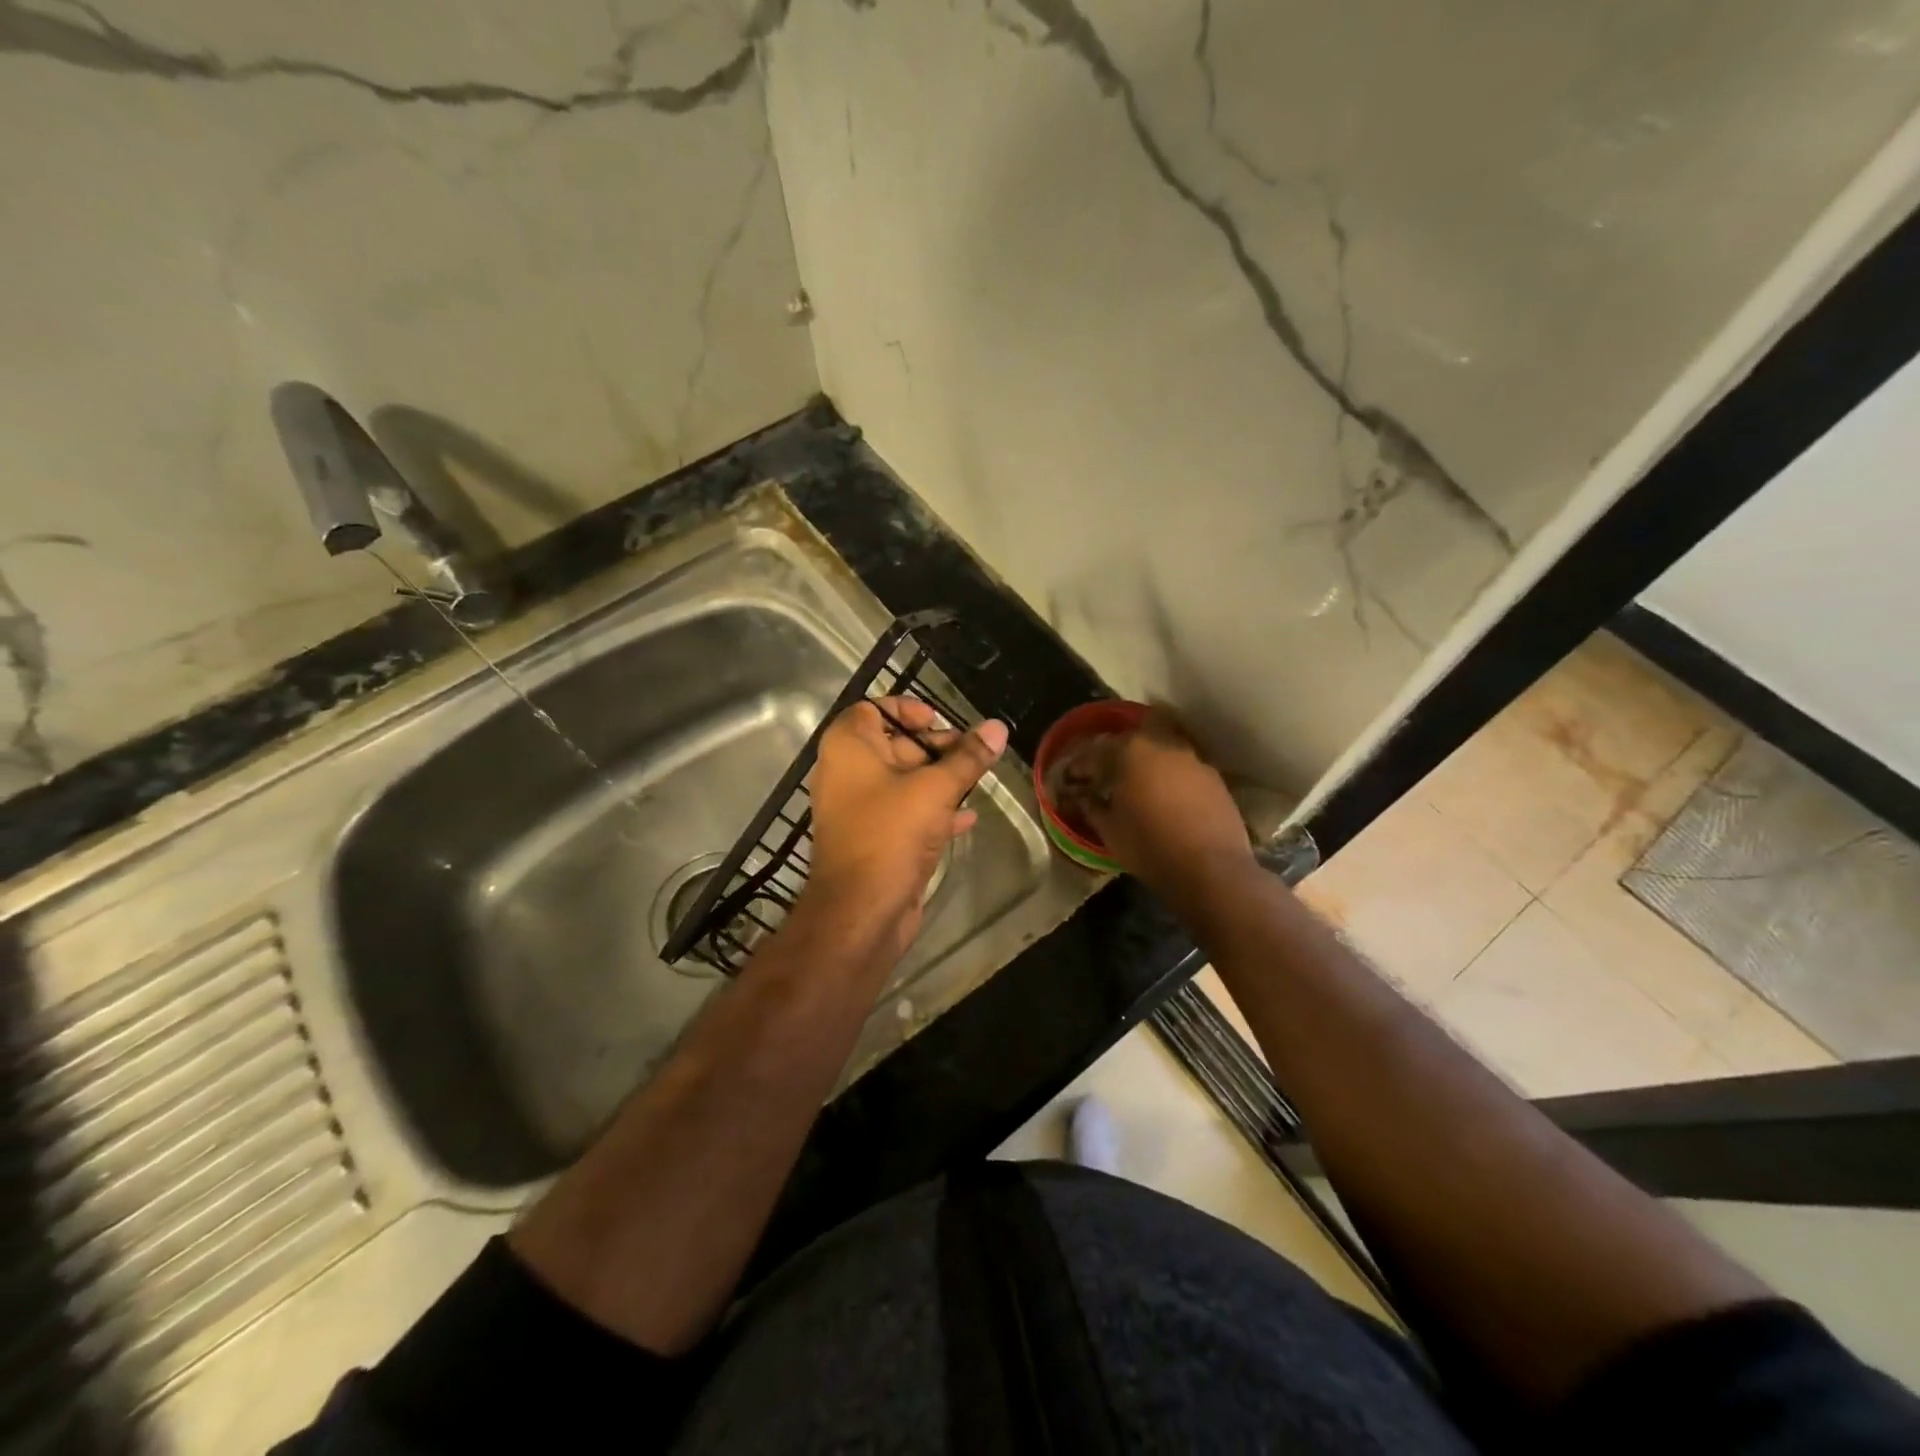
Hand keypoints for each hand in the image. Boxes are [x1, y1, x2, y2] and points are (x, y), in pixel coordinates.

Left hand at [801, 697, 1007, 957]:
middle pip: (894, 744)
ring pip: (902, 781)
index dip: (908, 710)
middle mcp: (847, 772)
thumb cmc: (891, 834)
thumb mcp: (936, 789)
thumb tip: (997, 727)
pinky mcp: (873, 839)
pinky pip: (903, 813)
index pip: (873, 709)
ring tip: (976, 782)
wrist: (861, 911)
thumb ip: (968, 757)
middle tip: (972, 756)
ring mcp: (858, 809)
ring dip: (938, 780)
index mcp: (848, 747)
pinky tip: (967, 819)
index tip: (940, 721)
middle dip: (936, 748)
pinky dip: (931, 811)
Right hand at [1053, 709, 1252, 892]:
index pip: (1096, 751)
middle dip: (1119, 751)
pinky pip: (1184, 768)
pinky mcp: (1215, 778)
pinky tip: (1168, 799)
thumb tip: (1082, 797)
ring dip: (1149, 762)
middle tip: (1110, 774)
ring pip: (1163, 748)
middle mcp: (1163, 745)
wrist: (1211, 869)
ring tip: (1141, 786)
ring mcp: (1193, 759)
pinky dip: (1172, 777)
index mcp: (1130, 752)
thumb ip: (1092, 807)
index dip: (1081, 765)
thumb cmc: (1149, 847)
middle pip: (1134, 737)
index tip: (1073, 778)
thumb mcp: (1109, 831)